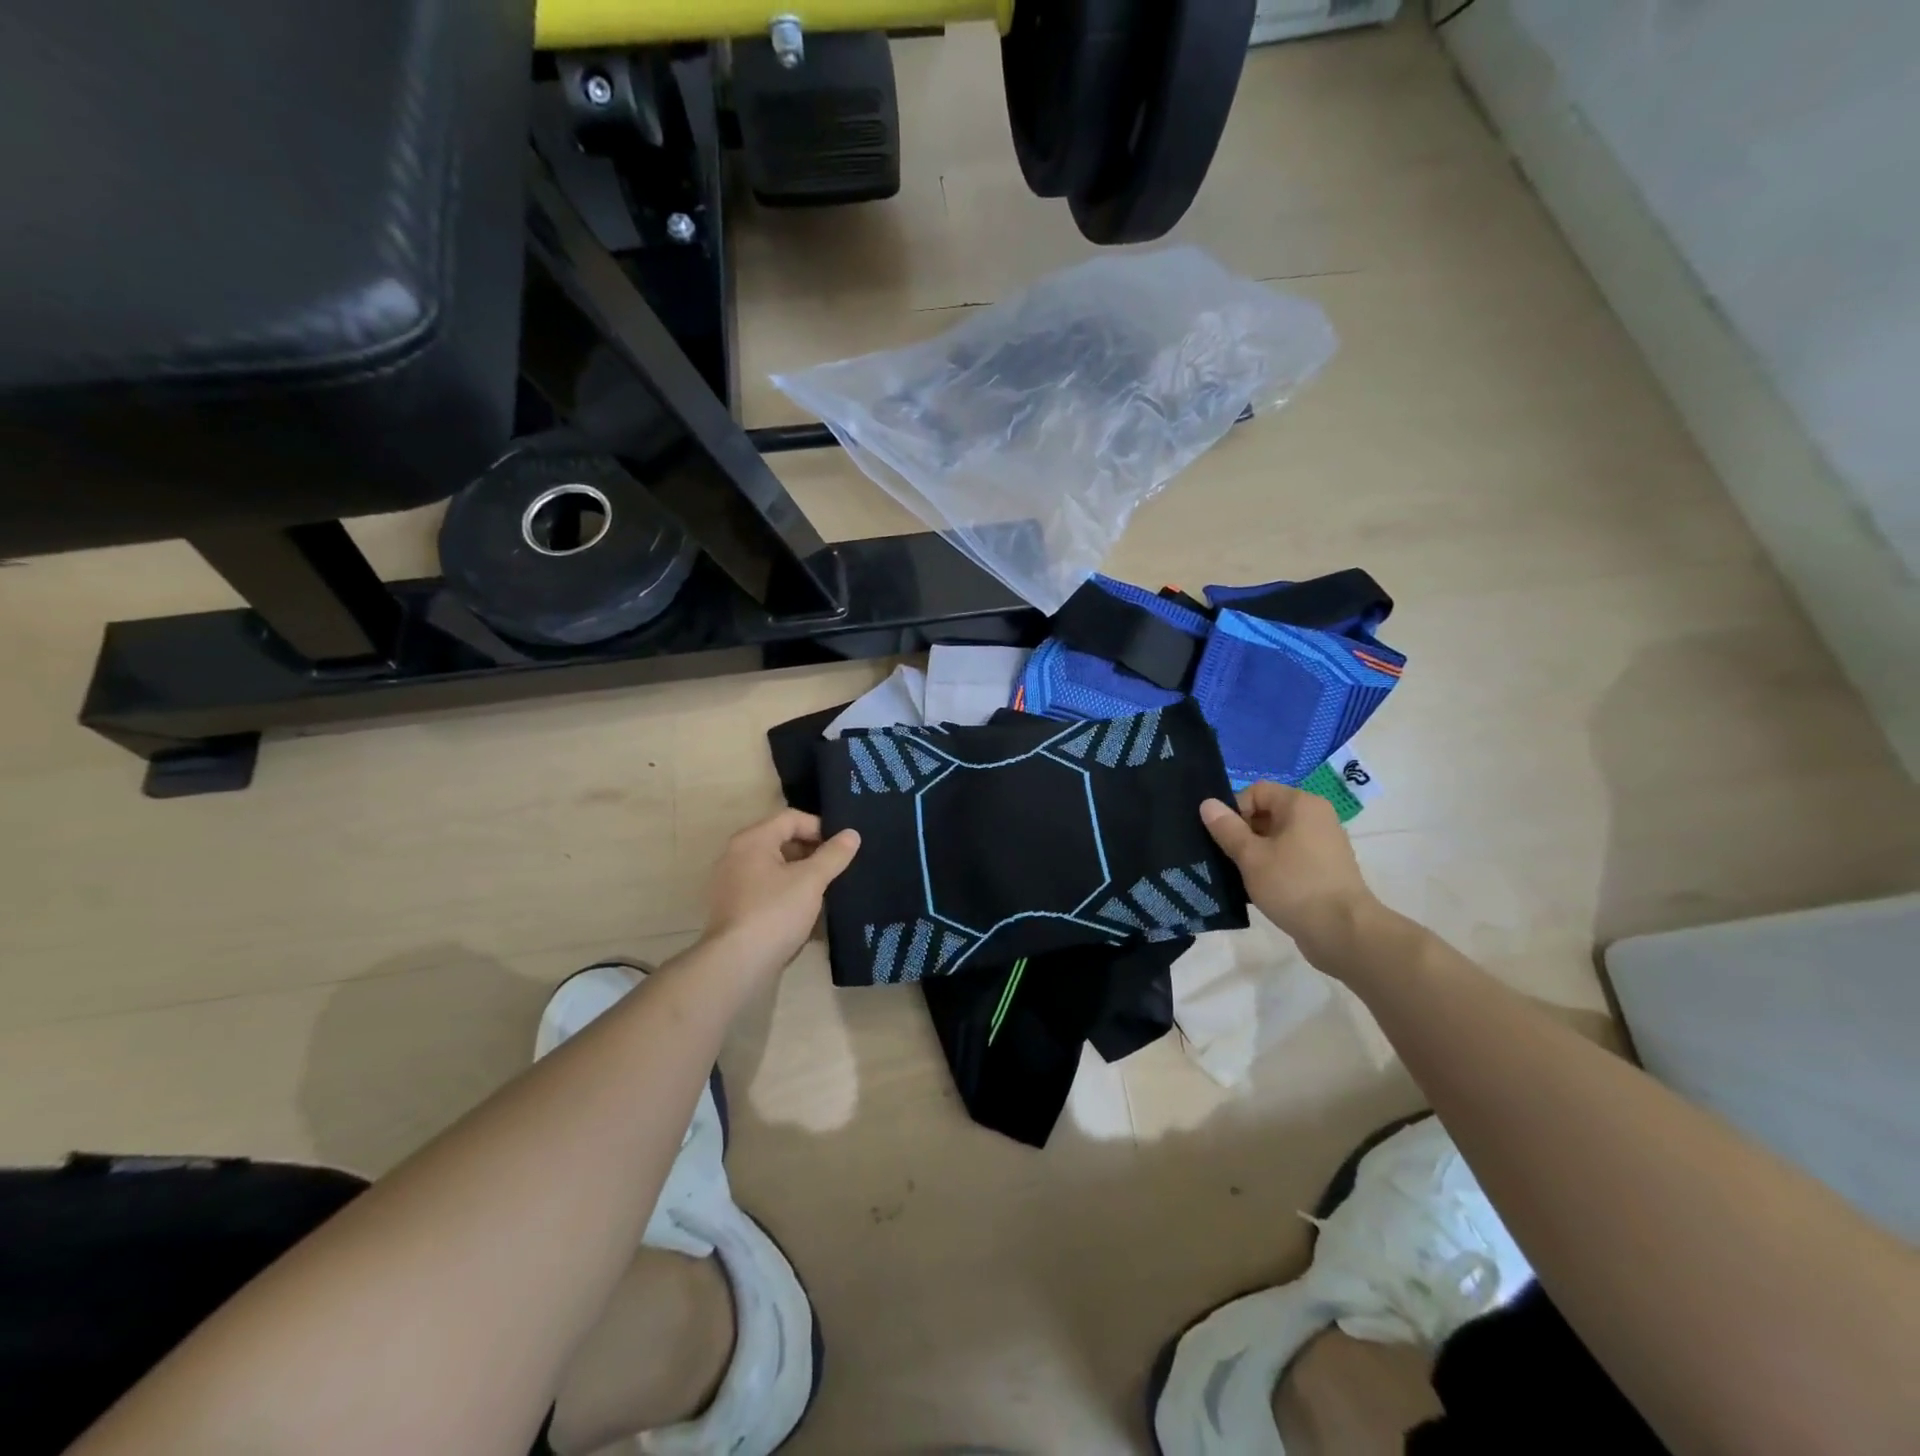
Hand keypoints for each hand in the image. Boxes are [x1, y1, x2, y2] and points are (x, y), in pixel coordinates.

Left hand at [700, 809, 860, 983]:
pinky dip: (788, 895)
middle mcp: (737, 856)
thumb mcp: (811, 880)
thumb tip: (852, 834)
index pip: (791, 818)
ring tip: (828, 890)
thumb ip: (833, 855)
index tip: (843, 847)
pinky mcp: (735, 910)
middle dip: (812, 852)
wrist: (737, 965)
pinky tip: (808, 913)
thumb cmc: (775, 912)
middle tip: (839, 867)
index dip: (820, 827)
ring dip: (802, 876)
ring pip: (775, 869)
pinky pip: (767, 892)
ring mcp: (732, 885)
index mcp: (752, 840)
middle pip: (782, 841)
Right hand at [1200, 783, 1379, 964]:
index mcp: (1301, 804)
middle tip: (1228, 858)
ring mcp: (1324, 843)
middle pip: (1267, 812)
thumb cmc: (1294, 885)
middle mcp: (1317, 816)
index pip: (1257, 791)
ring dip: (1256, 852)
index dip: (1235, 810)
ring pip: (1278, 837)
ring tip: (1241, 875)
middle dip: (1243, 832)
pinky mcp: (1326, 868)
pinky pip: (1291, 856)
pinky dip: (1274, 866)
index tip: (1224, 838)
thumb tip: (1207, 803)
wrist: (1343, 931)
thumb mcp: (1251, 856)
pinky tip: (1262, 888)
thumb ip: (1227, 828)